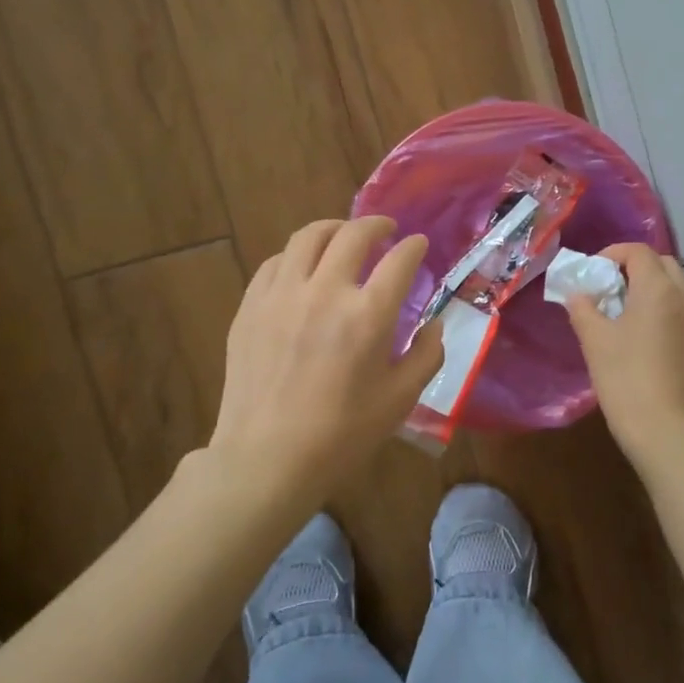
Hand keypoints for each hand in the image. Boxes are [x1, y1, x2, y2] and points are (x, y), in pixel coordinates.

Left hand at [207, 217, 443, 506]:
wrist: (267, 457)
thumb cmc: (342, 434)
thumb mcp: (401, 399)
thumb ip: (426, 355)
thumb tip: (433, 324)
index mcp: (368, 315)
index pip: (399, 261)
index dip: (414, 247)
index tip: (419, 245)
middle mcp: (325, 292)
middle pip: (353, 235)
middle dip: (376, 225)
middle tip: (386, 230)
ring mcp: (281, 295)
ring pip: (307, 237)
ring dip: (333, 228)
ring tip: (343, 236)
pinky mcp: (250, 307)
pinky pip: (275, 263)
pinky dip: (296, 256)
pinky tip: (303, 269)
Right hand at [563, 244, 683, 459]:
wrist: (664, 429)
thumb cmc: (624, 378)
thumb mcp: (594, 340)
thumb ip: (583, 308)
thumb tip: (579, 294)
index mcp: (658, 289)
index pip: (638, 252)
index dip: (613, 253)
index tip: (594, 272)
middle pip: (664, 266)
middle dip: (637, 269)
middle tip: (612, 290)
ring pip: (679, 292)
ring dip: (655, 293)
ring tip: (629, 317)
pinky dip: (668, 317)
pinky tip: (651, 344)